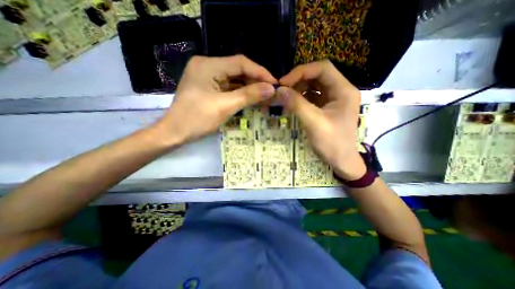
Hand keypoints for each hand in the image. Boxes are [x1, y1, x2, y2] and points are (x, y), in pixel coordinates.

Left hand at [153, 54, 277, 144]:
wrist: (175, 133)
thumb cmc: (197, 119)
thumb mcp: (225, 106)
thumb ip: (249, 95)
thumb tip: (271, 89)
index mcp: (208, 65)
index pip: (240, 63)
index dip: (260, 72)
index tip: (274, 83)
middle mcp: (207, 66)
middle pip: (237, 70)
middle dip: (255, 81)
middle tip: (270, 91)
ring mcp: (207, 77)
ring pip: (234, 79)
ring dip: (249, 88)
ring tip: (264, 96)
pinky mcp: (208, 87)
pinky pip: (228, 87)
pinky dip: (240, 93)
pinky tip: (251, 98)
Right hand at [278, 60, 365, 179]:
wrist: (341, 161)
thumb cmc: (332, 144)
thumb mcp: (313, 123)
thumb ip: (297, 105)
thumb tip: (279, 90)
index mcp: (343, 90)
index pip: (323, 68)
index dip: (302, 72)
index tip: (284, 83)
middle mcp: (340, 90)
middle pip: (318, 75)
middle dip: (298, 80)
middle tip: (282, 90)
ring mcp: (333, 99)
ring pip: (314, 86)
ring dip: (298, 89)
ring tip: (285, 97)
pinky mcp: (326, 107)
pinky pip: (312, 96)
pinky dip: (301, 98)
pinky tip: (292, 103)